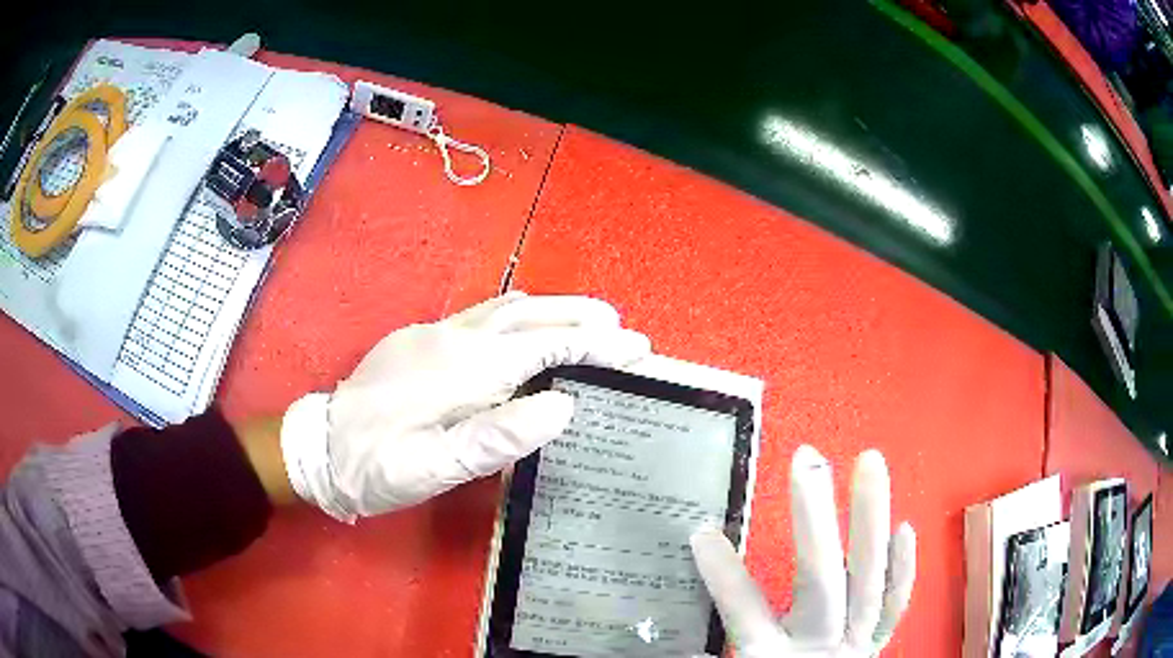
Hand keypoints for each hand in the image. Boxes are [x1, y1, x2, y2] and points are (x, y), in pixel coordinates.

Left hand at [280, 293, 650, 520]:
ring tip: (589, 321)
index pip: (542, 347)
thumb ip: (497, 436)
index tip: (636, 346)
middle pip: (529, 316)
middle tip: (622, 328)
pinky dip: (520, 315)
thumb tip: (562, 404)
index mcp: (461, 370)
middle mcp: (452, 339)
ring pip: (506, 309)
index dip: (593, 345)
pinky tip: (527, 326)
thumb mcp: (433, 468)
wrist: (316, 446)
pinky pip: (482, 314)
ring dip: (552, 310)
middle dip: (580, 317)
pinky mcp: (420, 338)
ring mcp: (433, 333)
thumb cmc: (376, 466)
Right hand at [690, 446, 915, 656]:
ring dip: (872, 518)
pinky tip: (906, 527)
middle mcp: (819, 646)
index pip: (744, 612)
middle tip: (807, 461)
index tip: (702, 532)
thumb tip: (674, 644)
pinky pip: (895, 605)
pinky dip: (903, 568)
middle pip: (820, 583)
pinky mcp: (876, 641)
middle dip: (815, 522)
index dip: (723, 574)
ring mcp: (855, 642)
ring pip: (869, 579)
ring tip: (870, 461)